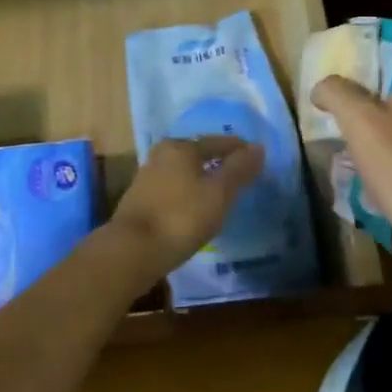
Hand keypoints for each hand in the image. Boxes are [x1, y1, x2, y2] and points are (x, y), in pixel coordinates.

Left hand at [109, 135, 263, 278]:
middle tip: (239, 174)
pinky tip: (195, 207)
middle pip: (197, 153)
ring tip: (220, 192)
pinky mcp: (140, 199)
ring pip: (183, 171)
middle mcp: (161, 154)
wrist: (133, 250)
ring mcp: (147, 177)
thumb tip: (258, 147)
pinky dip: (188, 192)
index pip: (217, 142)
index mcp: (181, 147)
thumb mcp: (218, 193)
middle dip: (218, 162)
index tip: (256, 158)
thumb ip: (239, 169)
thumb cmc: (181, 217)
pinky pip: (173, 188)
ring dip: (201, 178)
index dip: (239, 150)